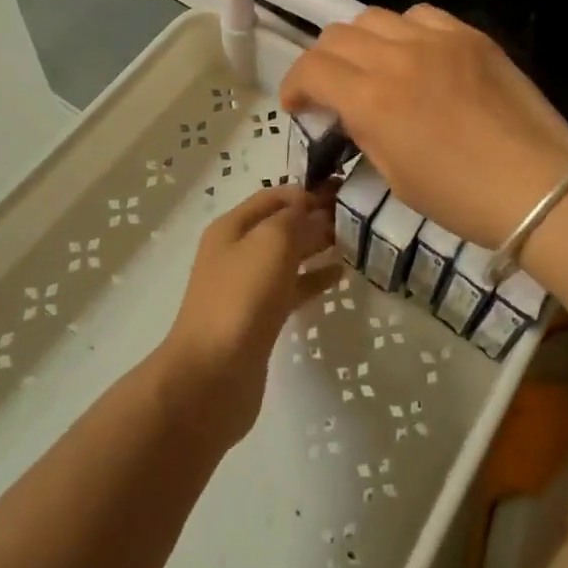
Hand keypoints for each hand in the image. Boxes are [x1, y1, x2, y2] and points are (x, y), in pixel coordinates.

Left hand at [156, 186, 340, 445]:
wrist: (213, 375)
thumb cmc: (242, 298)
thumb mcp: (271, 242)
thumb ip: (296, 219)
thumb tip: (313, 210)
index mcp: (232, 227)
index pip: (274, 196)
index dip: (306, 191)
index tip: (343, 192)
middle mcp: (237, 251)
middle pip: (280, 225)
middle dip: (314, 217)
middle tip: (355, 217)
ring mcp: (246, 287)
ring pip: (287, 257)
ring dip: (316, 247)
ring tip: (352, 242)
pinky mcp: (259, 318)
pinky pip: (291, 288)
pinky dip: (313, 279)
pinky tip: (339, 276)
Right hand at [279, 5, 567, 249]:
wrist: (539, 186)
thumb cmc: (462, 197)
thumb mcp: (396, 176)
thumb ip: (365, 131)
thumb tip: (353, 110)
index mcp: (372, 99)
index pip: (312, 68)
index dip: (294, 85)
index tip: (298, 104)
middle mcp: (397, 57)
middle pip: (337, 35)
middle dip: (323, 62)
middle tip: (332, 88)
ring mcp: (437, 39)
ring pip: (375, 17)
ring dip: (361, 42)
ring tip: (374, 66)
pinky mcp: (469, 35)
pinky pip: (421, 16)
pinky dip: (405, 31)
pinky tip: (417, 55)